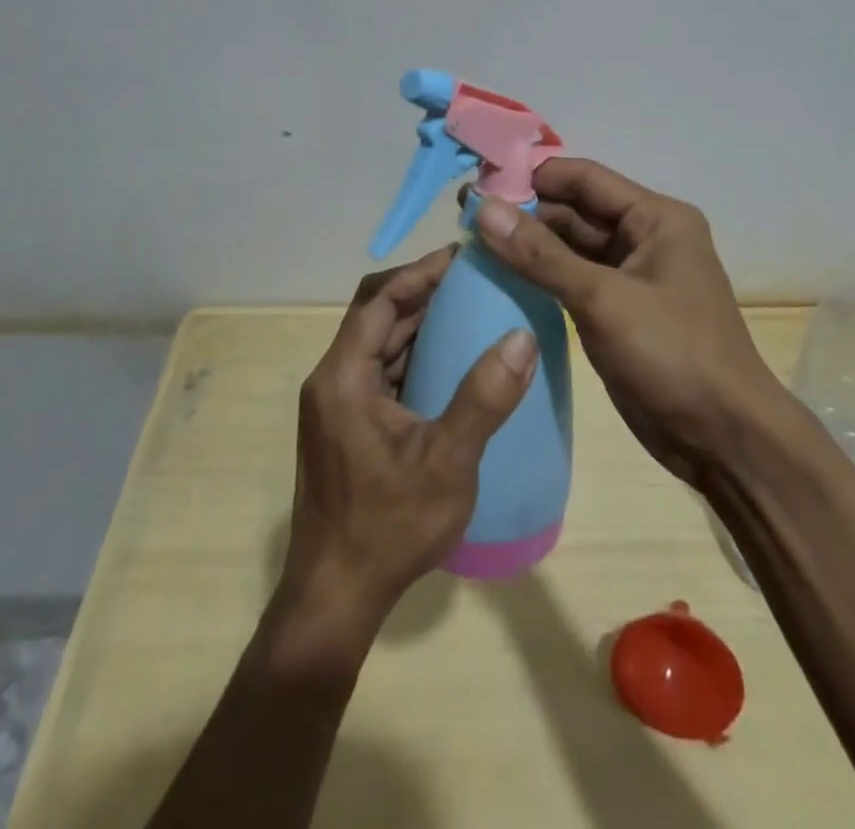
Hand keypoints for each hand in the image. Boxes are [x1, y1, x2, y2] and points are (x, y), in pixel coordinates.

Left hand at [281, 246, 536, 634]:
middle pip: (376, 316)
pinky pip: (380, 372)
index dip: (419, 272)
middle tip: (474, 280)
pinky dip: (412, 356)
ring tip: (469, 311)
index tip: (462, 256)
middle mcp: (332, 380)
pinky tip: (450, 363)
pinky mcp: (345, 426)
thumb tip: (522, 337)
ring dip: (418, 324)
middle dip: (422, 293)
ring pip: (378, 344)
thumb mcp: (447, 462)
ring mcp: (336, 405)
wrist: (334, 597)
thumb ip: (484, 398)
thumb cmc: (388, 527)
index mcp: (344, 377)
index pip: (378, 300)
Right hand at [471, 159, 777, 483]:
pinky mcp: (618, 310)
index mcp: (655, 217)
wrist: (723, 438)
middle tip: (463, 220)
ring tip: (470, 246)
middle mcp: (644, 237)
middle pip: (574, 210)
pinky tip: (499, 279)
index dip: (531, 177)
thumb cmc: (672, 354)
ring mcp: (631, 276)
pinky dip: (540, 277)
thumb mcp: (603, 299)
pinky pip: (572, 280)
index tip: (477, 185)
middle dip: (523, 214)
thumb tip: (484, 208)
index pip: (583, 178)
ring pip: (570, 247)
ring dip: (528, 246)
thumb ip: (541, 254)